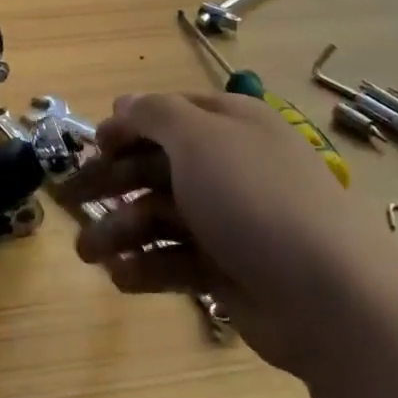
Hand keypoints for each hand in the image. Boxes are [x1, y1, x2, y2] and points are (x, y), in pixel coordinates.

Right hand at [56, 92, 379, 376]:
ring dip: (121, 231)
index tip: (90, 145)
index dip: (127, 127)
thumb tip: (124, 101)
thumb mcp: (200, 138)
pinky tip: (121, 278)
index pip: (168, 115)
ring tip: (87, 253)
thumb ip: (155, 115)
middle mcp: (229, 166)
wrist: (329, 296)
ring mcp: (231, 220)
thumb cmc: (254, 198)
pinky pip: (178, 260)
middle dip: (112, 183)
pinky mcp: (230, 269)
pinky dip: (148, 267)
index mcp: (229, 125)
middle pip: (158, 166)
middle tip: (68, 202)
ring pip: (162, 217)